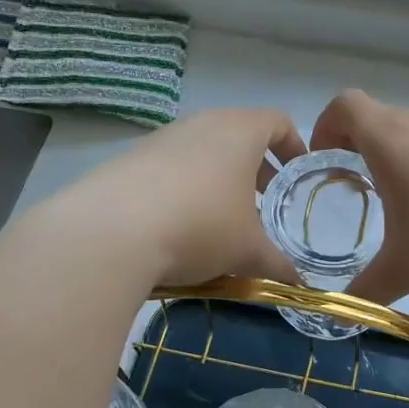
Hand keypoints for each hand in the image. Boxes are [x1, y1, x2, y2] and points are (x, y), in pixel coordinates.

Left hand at [62, 109, 305, 286]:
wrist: (110, 232)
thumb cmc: (201, 227)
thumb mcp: (247, 252)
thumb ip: (277, 264)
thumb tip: (298, 285)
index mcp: (239, 132)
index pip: (277, 122)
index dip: (293, 145)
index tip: (298, 174)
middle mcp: (202, 124)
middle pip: (238, 135)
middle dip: (255, 167)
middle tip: (264, 201)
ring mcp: (162, 138)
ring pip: (202, 150)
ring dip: (218, 178)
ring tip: (221, 218)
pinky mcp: (130, 158)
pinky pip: (170, 167)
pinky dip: (184, 187)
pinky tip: (179, 225)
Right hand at [309, 90, 408, 304]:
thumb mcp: (407, 268)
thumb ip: (368, 289)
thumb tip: (344, 313)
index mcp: (391, 140)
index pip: (345, 104)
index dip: (325, 127)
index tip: (326, 164)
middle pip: (377, 118)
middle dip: (357, 148)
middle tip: (357, 191)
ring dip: (397, 158)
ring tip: (404, 205)